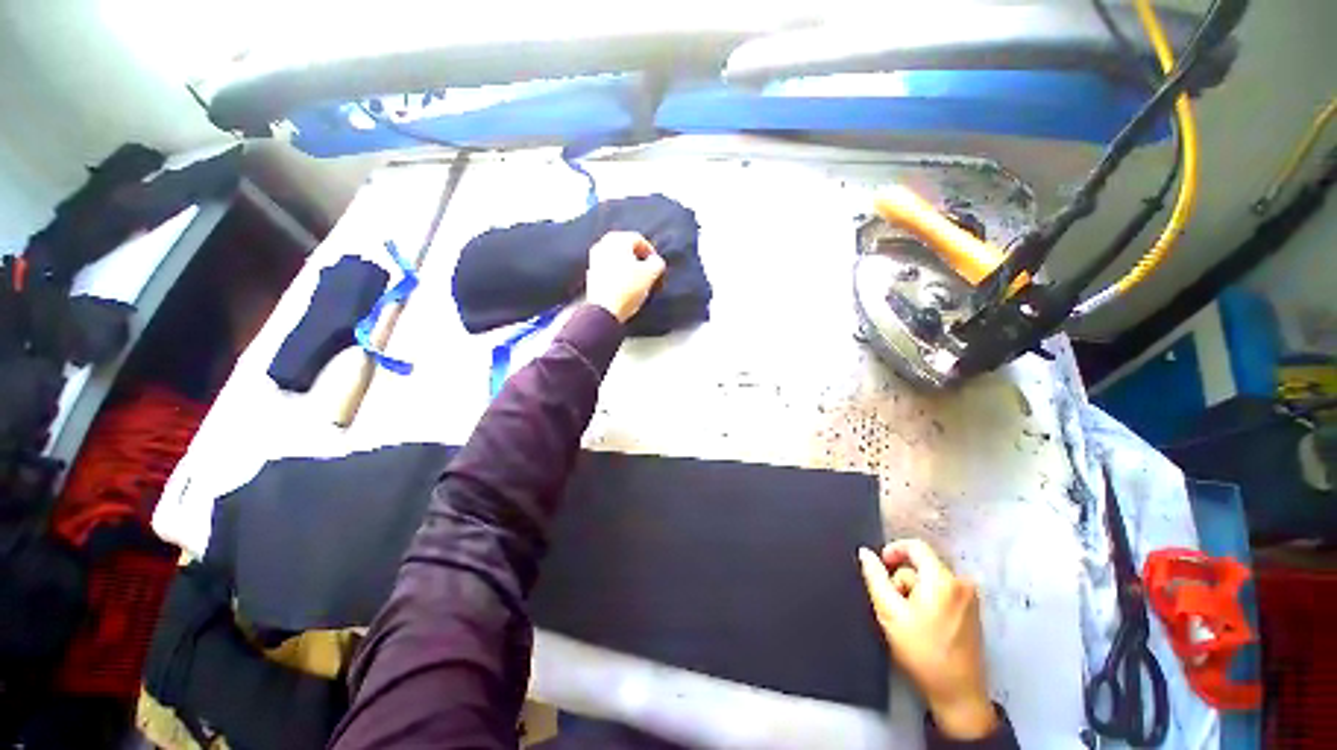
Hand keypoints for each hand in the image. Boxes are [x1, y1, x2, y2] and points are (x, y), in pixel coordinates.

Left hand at [585, 231, 665, 323]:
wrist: (604, 310)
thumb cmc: (627, 288)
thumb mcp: (650, 275)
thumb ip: (657, 263)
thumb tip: (656, 261)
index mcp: (617, 240)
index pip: (638, 239)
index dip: (650, 251)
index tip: (656, 265)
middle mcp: (603, 244)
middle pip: (625, 246)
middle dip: (637, 257)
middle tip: (647, 269)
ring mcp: (594, 259)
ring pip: (616, 257)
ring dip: (627, 265)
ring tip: (637, 278)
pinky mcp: (591, 274)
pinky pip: (608, 268)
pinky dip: (618, 272)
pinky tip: (624, 284)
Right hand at [858, 540, 998, 740]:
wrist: (958, 694)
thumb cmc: (922, 652)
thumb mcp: (889, 613)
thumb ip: (875, 578)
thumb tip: (865, 553)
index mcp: (942, 580)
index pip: (915, 546)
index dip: (893, 550)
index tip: (880, 565)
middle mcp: (961, 583)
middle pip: (922, 565)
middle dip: (903, 580)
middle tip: (894, 605)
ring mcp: (970, 599)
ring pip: (931, 580)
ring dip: (915, 592)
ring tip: (909, 619)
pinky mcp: (973, 612)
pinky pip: (943, 593)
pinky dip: (928, 601)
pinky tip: (923, 625)